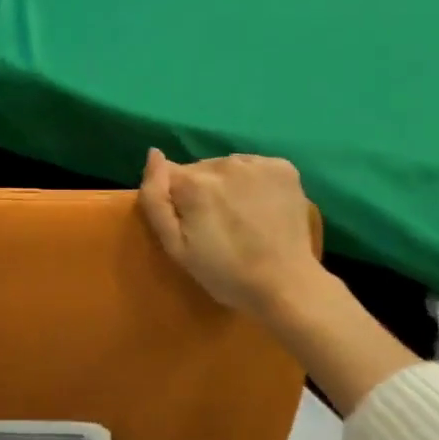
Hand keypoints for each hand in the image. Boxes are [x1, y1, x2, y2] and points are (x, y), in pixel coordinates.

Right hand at [138, 148, 322, 316]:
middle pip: (199, 169)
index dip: (174, 200)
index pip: (169, 174)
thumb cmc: (224, 274)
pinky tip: (260, 208)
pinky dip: (253, 182)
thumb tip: (153, 155)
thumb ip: (155, 200)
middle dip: (201, 191)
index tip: (189, 224)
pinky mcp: (283, 167)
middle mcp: (225, 163)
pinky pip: (255, 167)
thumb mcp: (176, 248)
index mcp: (194, 183)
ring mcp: (257, 163)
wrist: (285, 284)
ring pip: (227, 166)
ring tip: (240, 217)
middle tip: (216, 226)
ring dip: (227, 185)